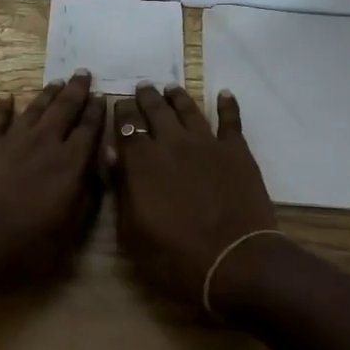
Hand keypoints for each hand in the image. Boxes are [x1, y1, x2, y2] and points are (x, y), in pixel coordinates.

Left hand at [0, 71, 106, 284]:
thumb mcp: (68, 231)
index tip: (103, 96)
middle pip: (64, 109)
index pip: (89, 129)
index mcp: (69, 164)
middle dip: (76, 90)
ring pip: (35, 109)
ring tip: (57, 82)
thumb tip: (102, 166)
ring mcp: (12, 141)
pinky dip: (3, 107)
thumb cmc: (22, 246)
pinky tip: (7, 98)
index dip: (97, 112)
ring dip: (48, 94)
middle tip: (84, 73)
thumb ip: (88, 196)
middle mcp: (44, 143)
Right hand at [111, 83, 277, 307]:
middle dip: (146, 97)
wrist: (235, 262)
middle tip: (143, 87)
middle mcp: (172, 143)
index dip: (121, 112)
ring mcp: (207, 144)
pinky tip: (225, 94)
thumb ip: (121, 190)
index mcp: (142, 162)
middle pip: (156, 110)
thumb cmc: (175, 257)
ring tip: (171, 87)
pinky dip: (227, 105)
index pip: (126, 126)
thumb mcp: (132, 233)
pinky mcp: (237, 151)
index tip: (119, 104)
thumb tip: (112, 155)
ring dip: (177, 96)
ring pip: (189, 109)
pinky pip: (231, 120)